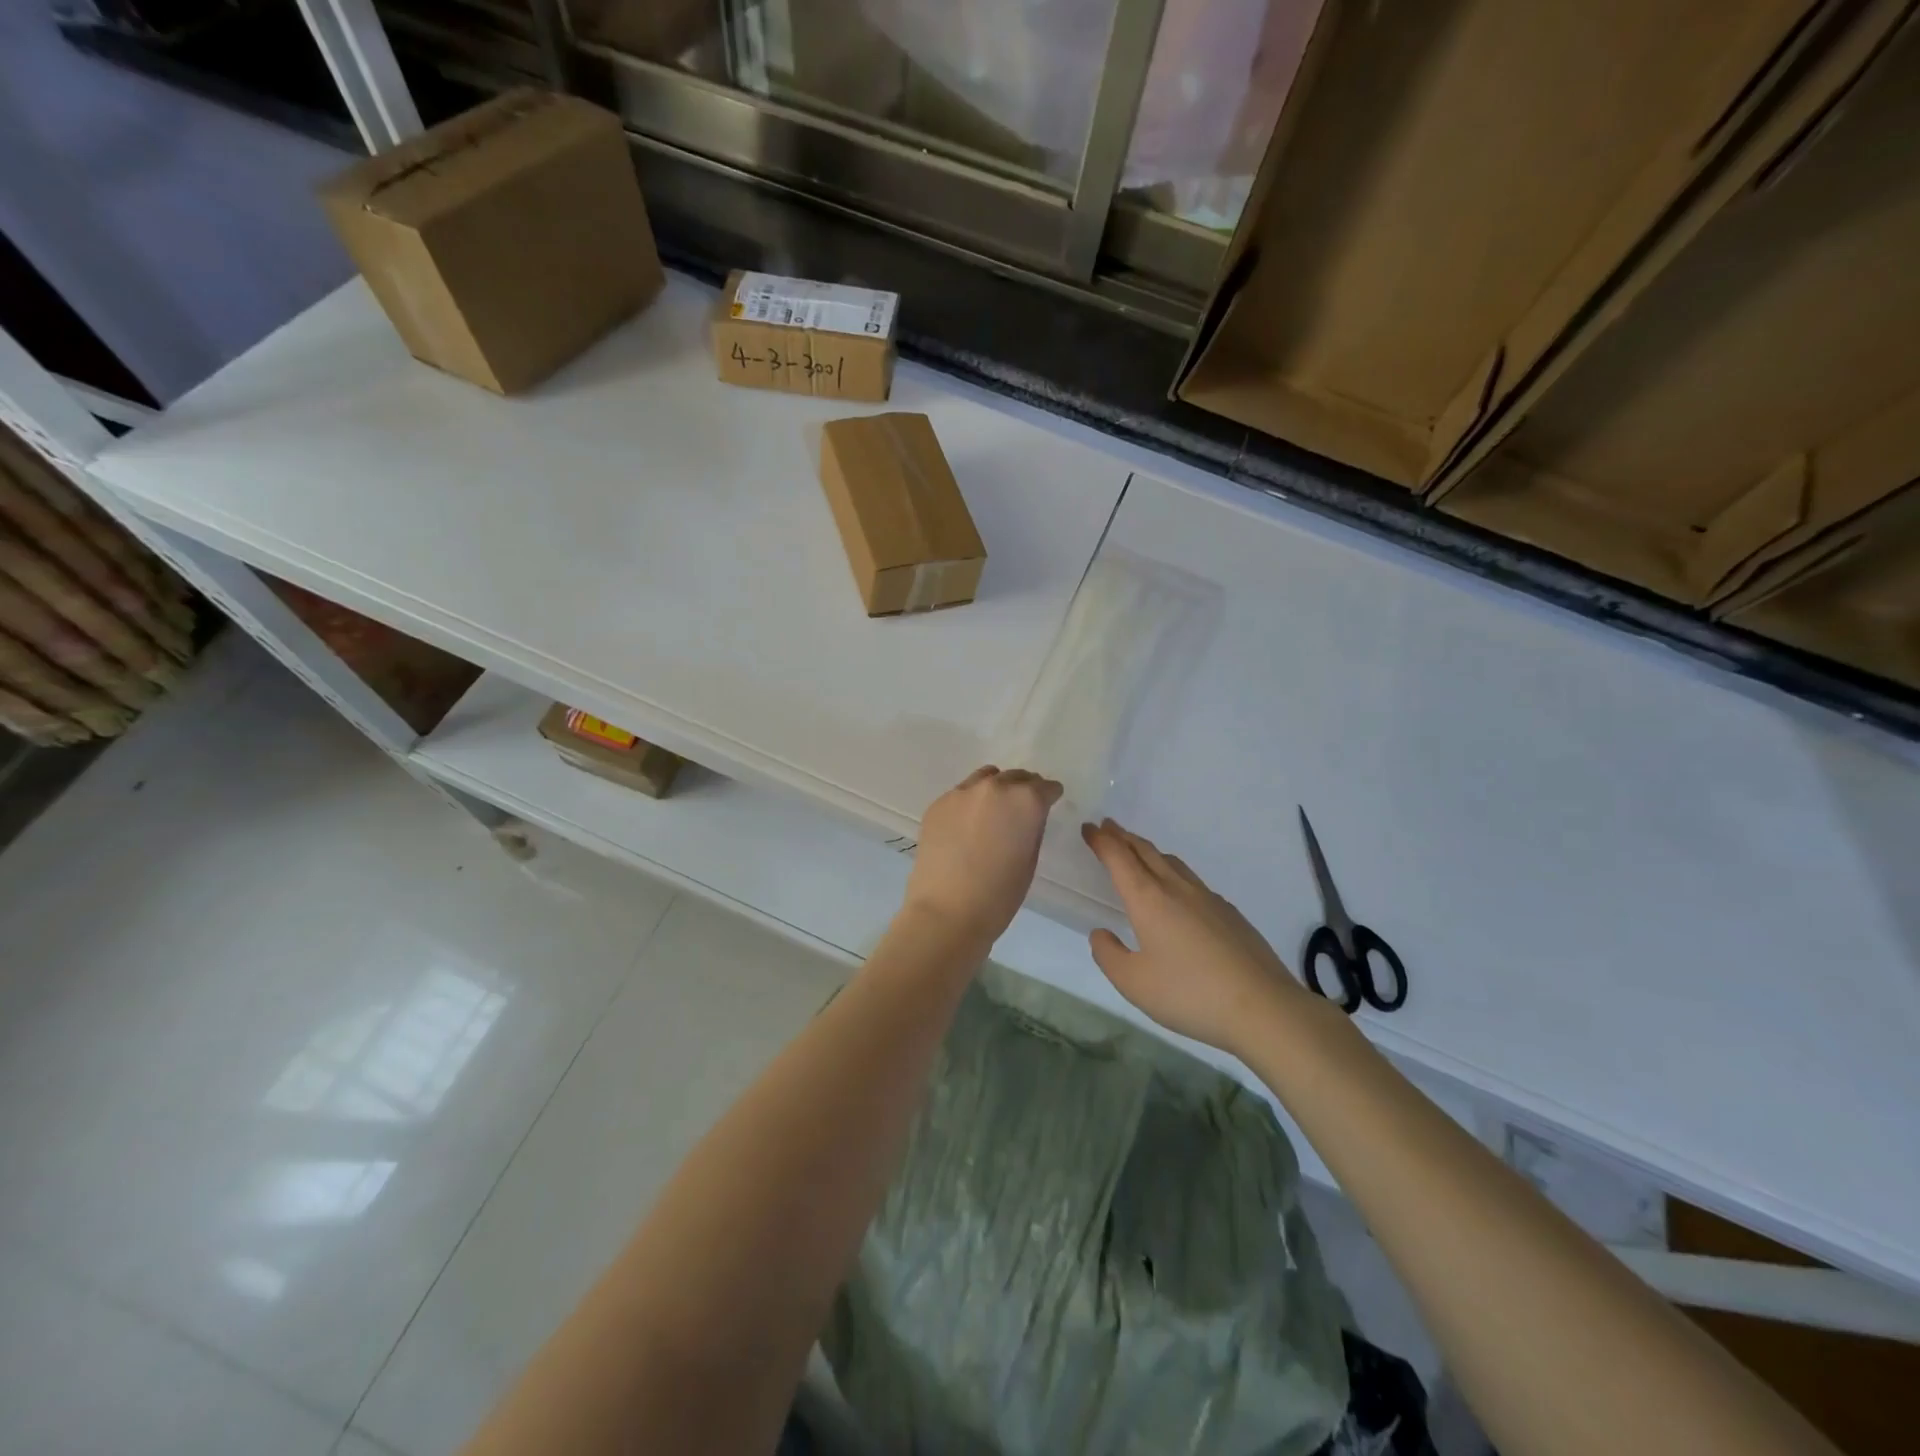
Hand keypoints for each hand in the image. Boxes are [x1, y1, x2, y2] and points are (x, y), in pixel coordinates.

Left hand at [902, 766, 1062, 945]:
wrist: (946, 912)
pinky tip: (967, 826)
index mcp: (1025, 800)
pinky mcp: (938, 804)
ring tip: (993, 812)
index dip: (1050, 796)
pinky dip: (970, 802)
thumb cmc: (998, 896)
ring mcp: (962, 792)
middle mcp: (994, 787)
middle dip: (1024, 789)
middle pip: (1016, 777)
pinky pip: (962, 793)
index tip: (1049, 804)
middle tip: (1022, 810)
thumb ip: (1032, 829)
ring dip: (996, 789)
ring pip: (986, 778)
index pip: (1046, 787)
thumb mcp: (1030, 861)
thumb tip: (1028, 817)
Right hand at [1081, 818, 1307, 1054]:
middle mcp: (1177, 889)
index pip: (1119, 858)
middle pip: (1146, 852)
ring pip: (1172, 862)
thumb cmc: (1189, 994)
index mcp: (1148, 899)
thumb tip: (1101, 933)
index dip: (1101, 840)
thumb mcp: (1134, 983)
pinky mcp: (1229, 913)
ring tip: (1138, 851)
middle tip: (1107, 826)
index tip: (1088, 827)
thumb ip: (1109, 955)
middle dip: (1123, 837)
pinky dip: (1173, 872)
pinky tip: (1177, 892)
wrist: (1263, 1007)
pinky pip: (1192, 880)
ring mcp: (1208, 898)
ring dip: (1149, 851)